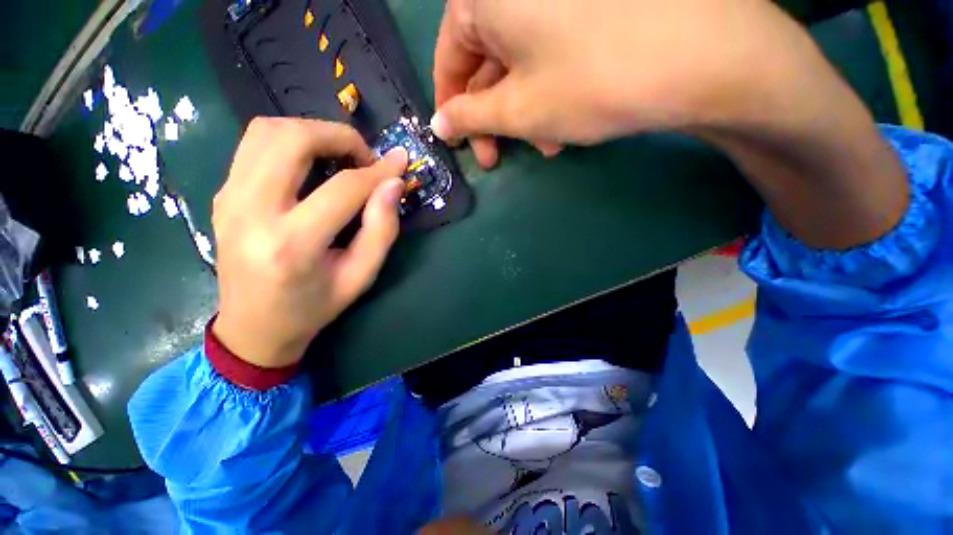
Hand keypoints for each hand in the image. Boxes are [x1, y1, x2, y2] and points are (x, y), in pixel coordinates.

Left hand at [212, 118, 407, 368]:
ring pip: (268, 129)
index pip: (342, 187)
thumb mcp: (354, 282)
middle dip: (337, 136)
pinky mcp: (222, 195)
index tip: (396, 164)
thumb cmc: (305, 312)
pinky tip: (294, 166)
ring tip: (324, 155)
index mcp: (290, 246)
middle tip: (355, 157)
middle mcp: (252, 213)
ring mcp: (230, 199)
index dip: (377, 170)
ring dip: (306, 131)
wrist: (249, 330)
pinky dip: (280, 141)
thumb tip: (392, 179)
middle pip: (296, 138)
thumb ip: (381, 230)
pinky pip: (251, 144)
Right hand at [431, 0, 819, 166]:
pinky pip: (560, 38)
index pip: (449, 59)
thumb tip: (442, 121)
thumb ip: (473, 116)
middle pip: (492, 53)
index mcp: (480, 1)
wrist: (699, 52)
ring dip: (533, 98)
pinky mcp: (597, 2)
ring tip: (555, 140)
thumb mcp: (525, 108)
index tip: (468, 145)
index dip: (455, 107)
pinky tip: (579, 106)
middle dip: (501, 109)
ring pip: (529, 49)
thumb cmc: (595, 77)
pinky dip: (560, 75)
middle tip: (514, 151)